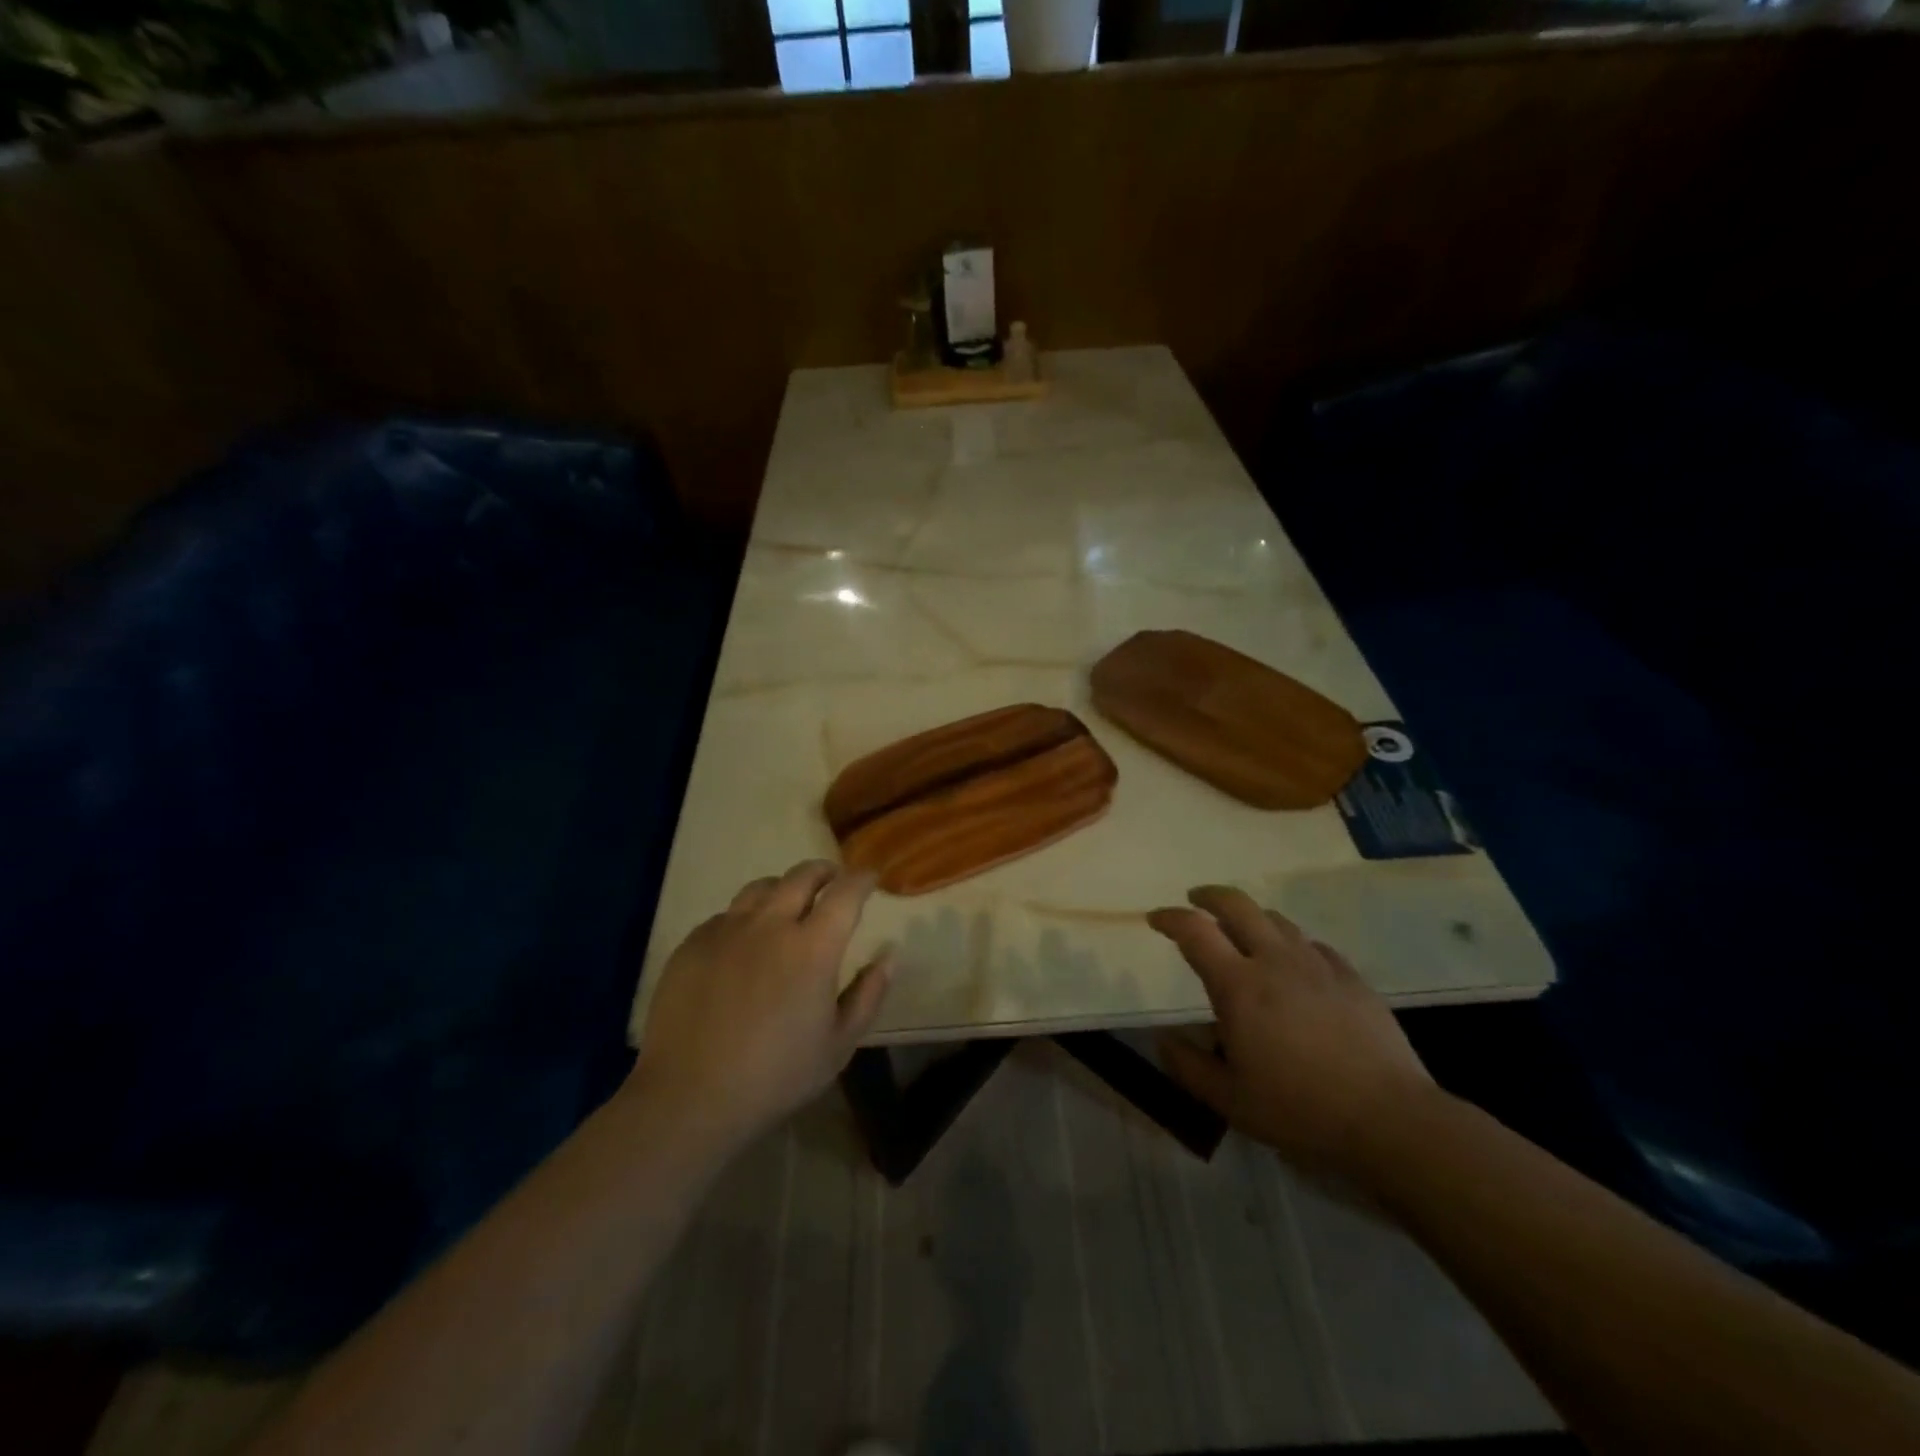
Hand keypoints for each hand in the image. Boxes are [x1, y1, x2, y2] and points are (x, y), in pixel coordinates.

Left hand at [629, 861, 892, 1147]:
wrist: (688, 1096)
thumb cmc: (775, 1076)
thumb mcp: (839, 1044)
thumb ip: (869, 993)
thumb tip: (889, 954)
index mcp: (813, 947)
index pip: (846, 893)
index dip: (862, 878)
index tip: (871, 876)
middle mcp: (770, 924)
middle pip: (802, 876)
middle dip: (824, 871)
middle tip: (833, 880)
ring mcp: (727, 930)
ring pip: (761, 888)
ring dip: (784, 887)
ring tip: (789, 902)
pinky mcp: (693, 943)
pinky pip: (727, 914)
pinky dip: (746, 916)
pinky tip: (745, 941)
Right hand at [1149, 886, 1437, 1185]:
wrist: (1389, 1119)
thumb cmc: (1299, 1110)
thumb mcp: (1230, 1100)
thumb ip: (1189, 1067)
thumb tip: (1164, 1040)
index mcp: (1239, 985)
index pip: (1194, 931)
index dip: (1170, 918)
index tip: (1156, 919)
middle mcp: (1275, 961)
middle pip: (1237, 905)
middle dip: (1210, 895)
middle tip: (1195, 900)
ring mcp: (1317, 965)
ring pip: (1276, 919)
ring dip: (1251, 916)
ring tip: (1242, 931)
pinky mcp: (1350, 977)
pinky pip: (1312, 945)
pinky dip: (1291, 944)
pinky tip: (1294, 964)